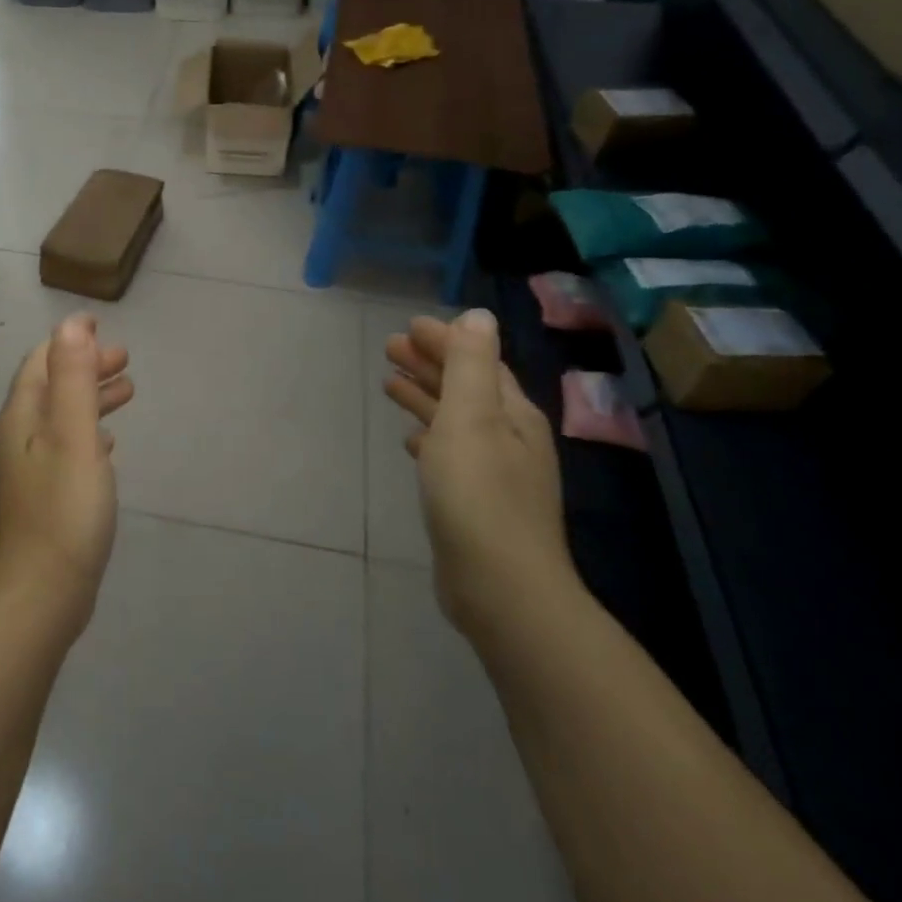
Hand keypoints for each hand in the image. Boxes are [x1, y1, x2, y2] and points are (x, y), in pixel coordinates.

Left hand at [0, 316, 133, 639]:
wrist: (39, 595)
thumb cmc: (62, 510)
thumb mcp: (73, 435)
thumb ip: (73, 378)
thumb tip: (71, 325)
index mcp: (20, 419)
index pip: (41, 363)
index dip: (69, 341)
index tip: (101, 325)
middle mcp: (16, 439)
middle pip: (50, 389)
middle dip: (86, 368)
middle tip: (126, 360)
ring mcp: (26, 472)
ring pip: (60, 419)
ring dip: (90, 399)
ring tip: (127, 391)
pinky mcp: (41, 499)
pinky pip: (64, 449)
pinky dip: (87, 434)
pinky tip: (107, 444)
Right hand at [384, 309, 574, 628]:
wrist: (499, 586)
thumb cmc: (479, 494)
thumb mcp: (472, 418)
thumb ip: (471, 364)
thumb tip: (478, 315)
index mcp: (512, 414)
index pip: (478, 361)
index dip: (444, 340)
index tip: (407, 326)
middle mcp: (509, 438)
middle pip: (466, 388)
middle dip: (430, 363)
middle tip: (388, 347)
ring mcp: (494, 473)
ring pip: (455, 420)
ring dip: (426, 396)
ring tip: (390, 383)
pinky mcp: (475, 503)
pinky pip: (449, 453)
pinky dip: (429, 436)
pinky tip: (410, 440)